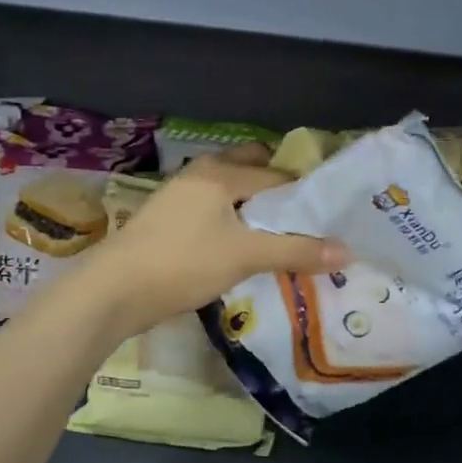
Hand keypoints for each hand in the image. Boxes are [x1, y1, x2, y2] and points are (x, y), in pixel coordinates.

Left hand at [73, 146, 348, 337]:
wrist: (114, 290)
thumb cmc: (183, 263)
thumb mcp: (245, 256)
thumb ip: (296, 251)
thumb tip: (347, 251)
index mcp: (220, 173)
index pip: (276, 174)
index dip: (304, 194)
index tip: (328, 217)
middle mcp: (199, 174)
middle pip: (248, 172)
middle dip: (276, 192)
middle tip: (303, 223)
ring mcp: (179, 197)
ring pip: (228, 194)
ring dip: (252, 211)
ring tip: (278, 239)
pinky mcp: (167, 222)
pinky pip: (211, 213)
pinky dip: (231, 224)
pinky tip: (241, 250)